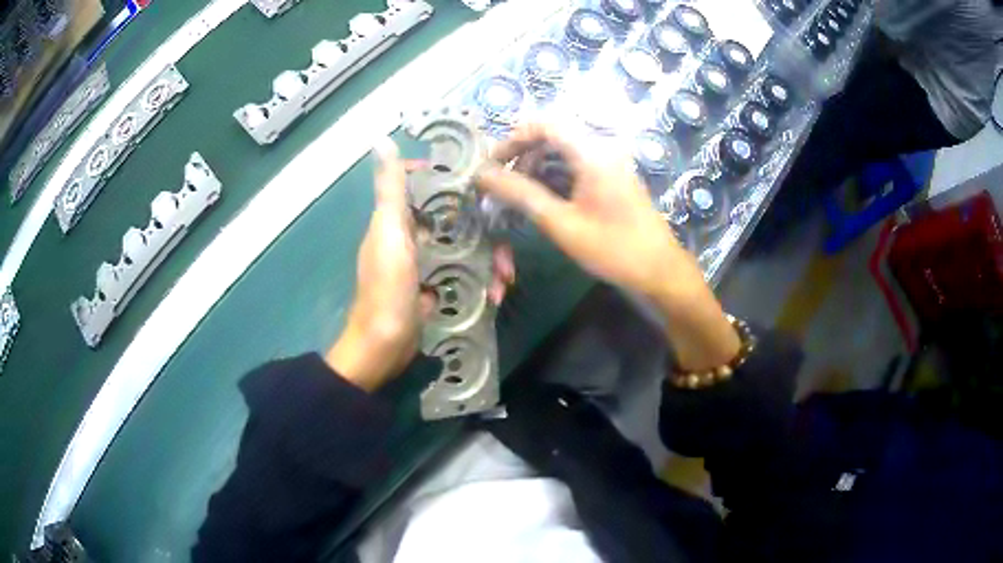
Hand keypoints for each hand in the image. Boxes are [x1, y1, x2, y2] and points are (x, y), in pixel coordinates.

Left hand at [327, 139, 514, 390]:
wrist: (384, 346)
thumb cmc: (387, 288)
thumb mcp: (390, 233)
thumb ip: (390, 190)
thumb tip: (380, 140)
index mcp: (396, 221)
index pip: (419, 186)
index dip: (443, 177)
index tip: (475, 179)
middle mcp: (410, 238)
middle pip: (451, 219)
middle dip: (482, 229)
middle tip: (506, 246)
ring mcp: (424, 265)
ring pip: (462, 247)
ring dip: (488, 260)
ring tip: (505, 280)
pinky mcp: (435, 288)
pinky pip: (463, 275)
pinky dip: (480, 281)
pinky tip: (495, 294)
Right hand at [475, 123, 738, 370]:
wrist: (659, 272)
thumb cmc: (613, 249)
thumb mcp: (561, 223)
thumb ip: (521, 194)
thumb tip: (482, 175)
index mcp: (593, 152)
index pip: (545, 124)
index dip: (513, 139)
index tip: (493, 165)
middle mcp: (602, 149)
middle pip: (553, 136)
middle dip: (523, 157)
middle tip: (503, 186)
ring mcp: (609, 163)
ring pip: (563, 152)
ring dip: (537, 168)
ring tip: (519, 198)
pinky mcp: (611, 178)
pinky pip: (576, 167)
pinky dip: (554, 178)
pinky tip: (543, 201)